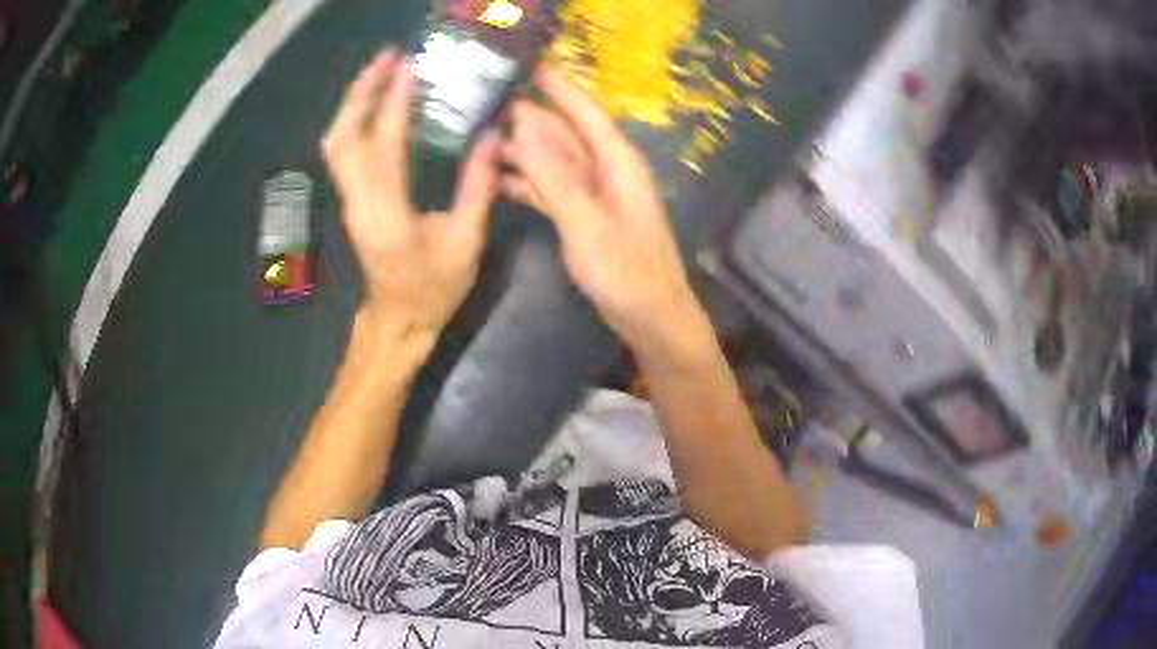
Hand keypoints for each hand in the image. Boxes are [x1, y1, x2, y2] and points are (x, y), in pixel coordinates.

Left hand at [322, 50, 498, 339]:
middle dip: (360, 93)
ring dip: (353, 104)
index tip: (409, 68)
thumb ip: (477, 187)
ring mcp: (350, 203)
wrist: (398, 322)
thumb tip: (491, 136)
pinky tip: (374, 105)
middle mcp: (359, 203)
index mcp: (389, 214)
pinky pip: (343, 155)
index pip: (385, 146)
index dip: (395, 104)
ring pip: (336, 144)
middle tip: (387, 59)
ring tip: (379, 73)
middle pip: (343, 138)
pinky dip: (354, 122)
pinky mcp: (352, 203)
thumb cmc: (433, 289)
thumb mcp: (466, 242)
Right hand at [501, 69, 708, 355]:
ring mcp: (593, 193)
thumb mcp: (586, 222)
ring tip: (481, 139)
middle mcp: (605, 169)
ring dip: (521, 151)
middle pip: (564, 134)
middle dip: (528, 118)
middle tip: (487, 104)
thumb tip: (523, 127)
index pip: (584, 112)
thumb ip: (554, 176)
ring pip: (553, 160)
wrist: (649, 316)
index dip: (557, 86)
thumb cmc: (626, 271)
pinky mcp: (582, 215)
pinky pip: (550, 188)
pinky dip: (526, 183)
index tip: (528, 64)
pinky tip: (496, 180)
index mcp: (617, 162)